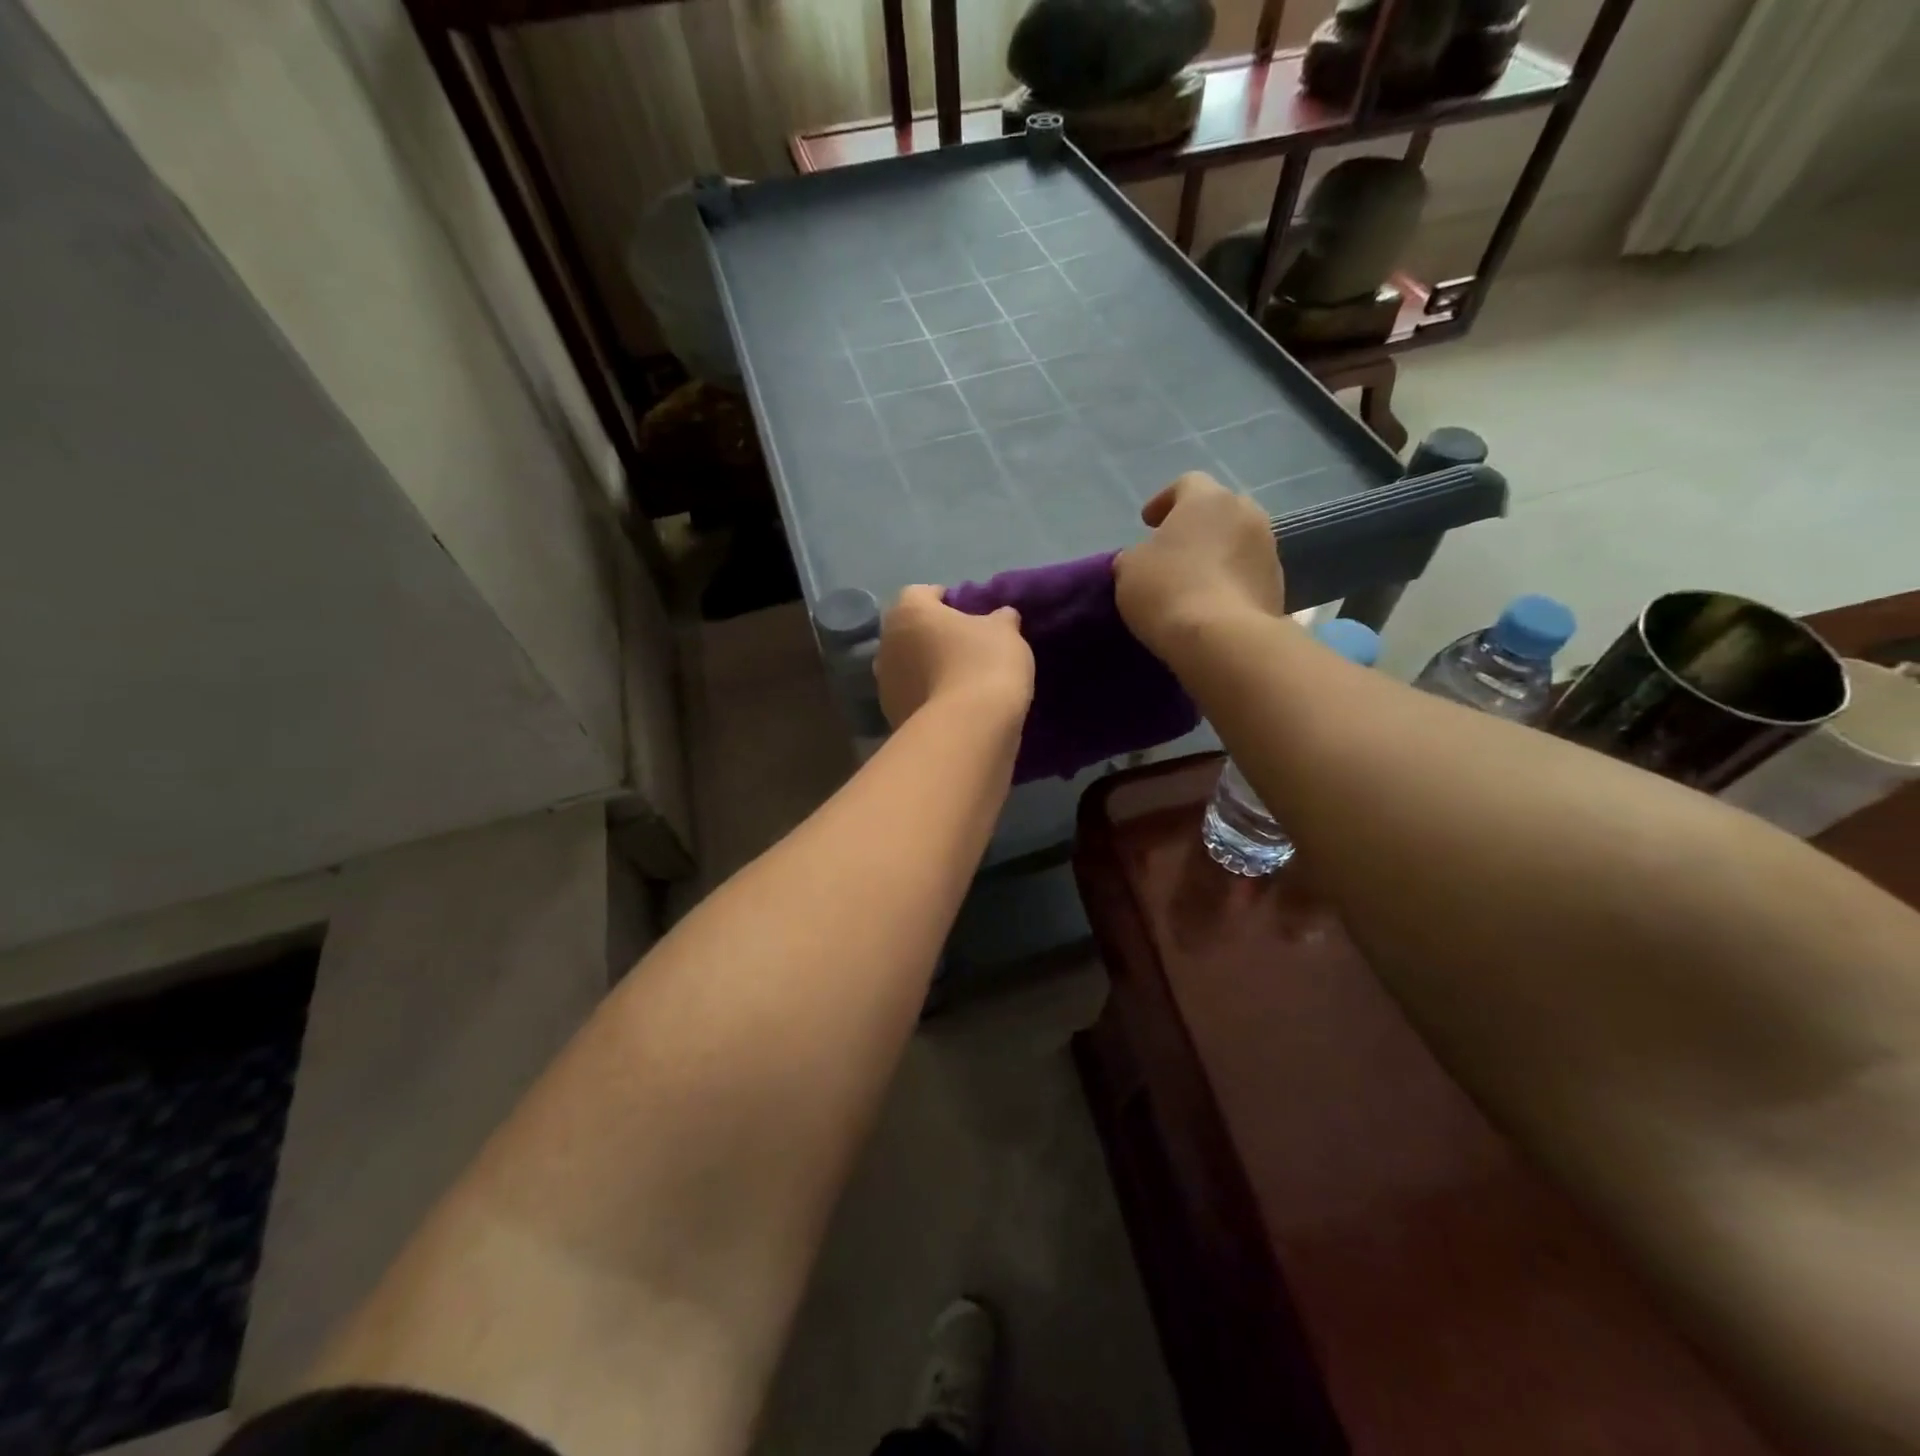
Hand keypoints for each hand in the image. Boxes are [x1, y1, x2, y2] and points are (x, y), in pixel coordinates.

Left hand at [875, 585, 1034, 729]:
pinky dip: (929, 698)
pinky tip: (955, 706)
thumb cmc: (984, 665)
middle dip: (933, 636)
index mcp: (908, 612)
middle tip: (967, 646)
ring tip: (962, 680)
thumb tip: (1001, 617)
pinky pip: (914, 698)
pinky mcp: (892, 716)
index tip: (971, 612)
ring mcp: (884, 684)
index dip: (947, 599)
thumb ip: (1001, 618)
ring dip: (928, 669)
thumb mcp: (1005, 632)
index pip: (923, 593)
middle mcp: (886, 644)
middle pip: (911, 632)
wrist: (967, 730)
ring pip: (909, 667)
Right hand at [1114, 472, 1284, 657]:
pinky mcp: (1279, 586)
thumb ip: (1136, 555)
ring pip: (1238, 542)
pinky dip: (1231, 582)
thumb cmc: (1169, 590)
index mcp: (1208, 499)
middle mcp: (1247, 514)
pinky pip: (1248, 574)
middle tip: (1174, 550)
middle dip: (1197, 527)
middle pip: (1219, 511)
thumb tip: (1144, 558)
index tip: (1148, 522)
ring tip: (1194, 581)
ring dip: (1218, 555)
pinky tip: (1212, 604)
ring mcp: (1269, 550)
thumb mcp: (1129, 569)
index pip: (1187, 483)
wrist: (1223, 639)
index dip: (1164, 500)